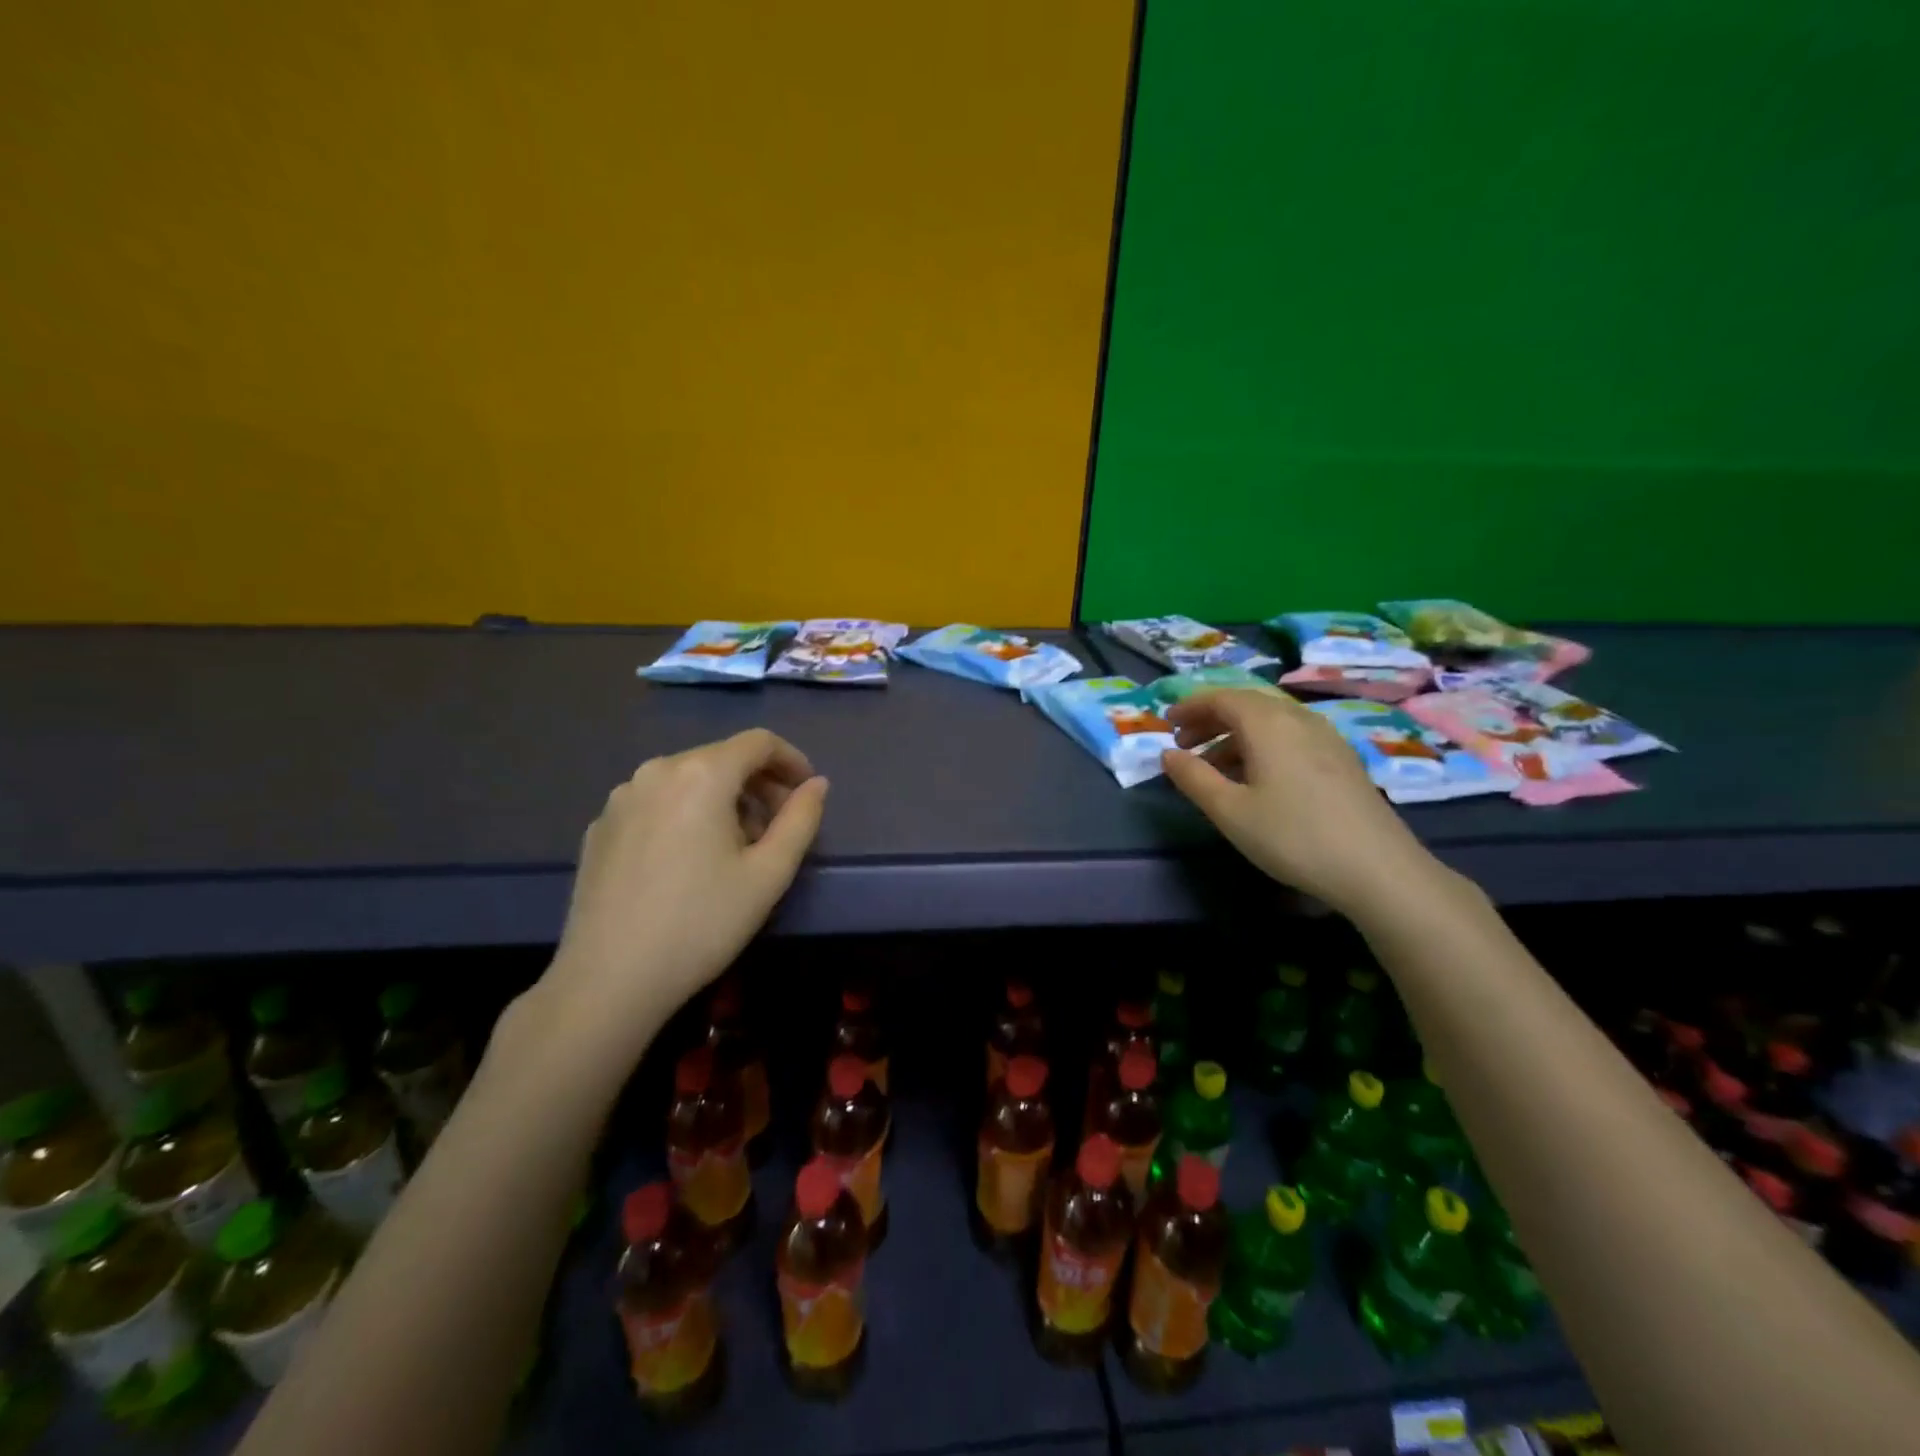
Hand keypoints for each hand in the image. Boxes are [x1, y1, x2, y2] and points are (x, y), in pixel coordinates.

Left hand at [537, 729, 827, 1050]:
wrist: (608, 980)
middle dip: (758, 785)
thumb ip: (801, 819)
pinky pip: (656, 803)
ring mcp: (620, 798)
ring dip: (723, 801)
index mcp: (701, 774)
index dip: (791, 760)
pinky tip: (689, 862)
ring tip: (735, 849)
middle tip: (778, 829)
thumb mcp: (769, 874)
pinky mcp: (599, 827)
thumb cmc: (702, 923)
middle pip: (722, 758)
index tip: (807, 793)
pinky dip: (685, 815)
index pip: (758, 742)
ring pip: (688, 780)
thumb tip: (816, 784)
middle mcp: (656, 771)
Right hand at [1159, 689, 1440, 913]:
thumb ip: (1193, 777)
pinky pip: (1291, 737)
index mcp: (1268, 723)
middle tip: (1184, 744)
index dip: (1190, 706)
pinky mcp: (1342, 759)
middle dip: (1211, 719)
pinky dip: (1262, 746)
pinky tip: (1256, 779)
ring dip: (1235, 735)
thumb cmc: (1292, 836)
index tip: (1167, 723)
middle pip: (1247, 705)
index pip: (1221, 698)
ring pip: (1270, 722)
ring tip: (1214, 767)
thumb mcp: (1230, 811)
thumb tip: (1167, 754)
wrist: (1378, 869)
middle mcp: (1298, 719)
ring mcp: (1326, 738)